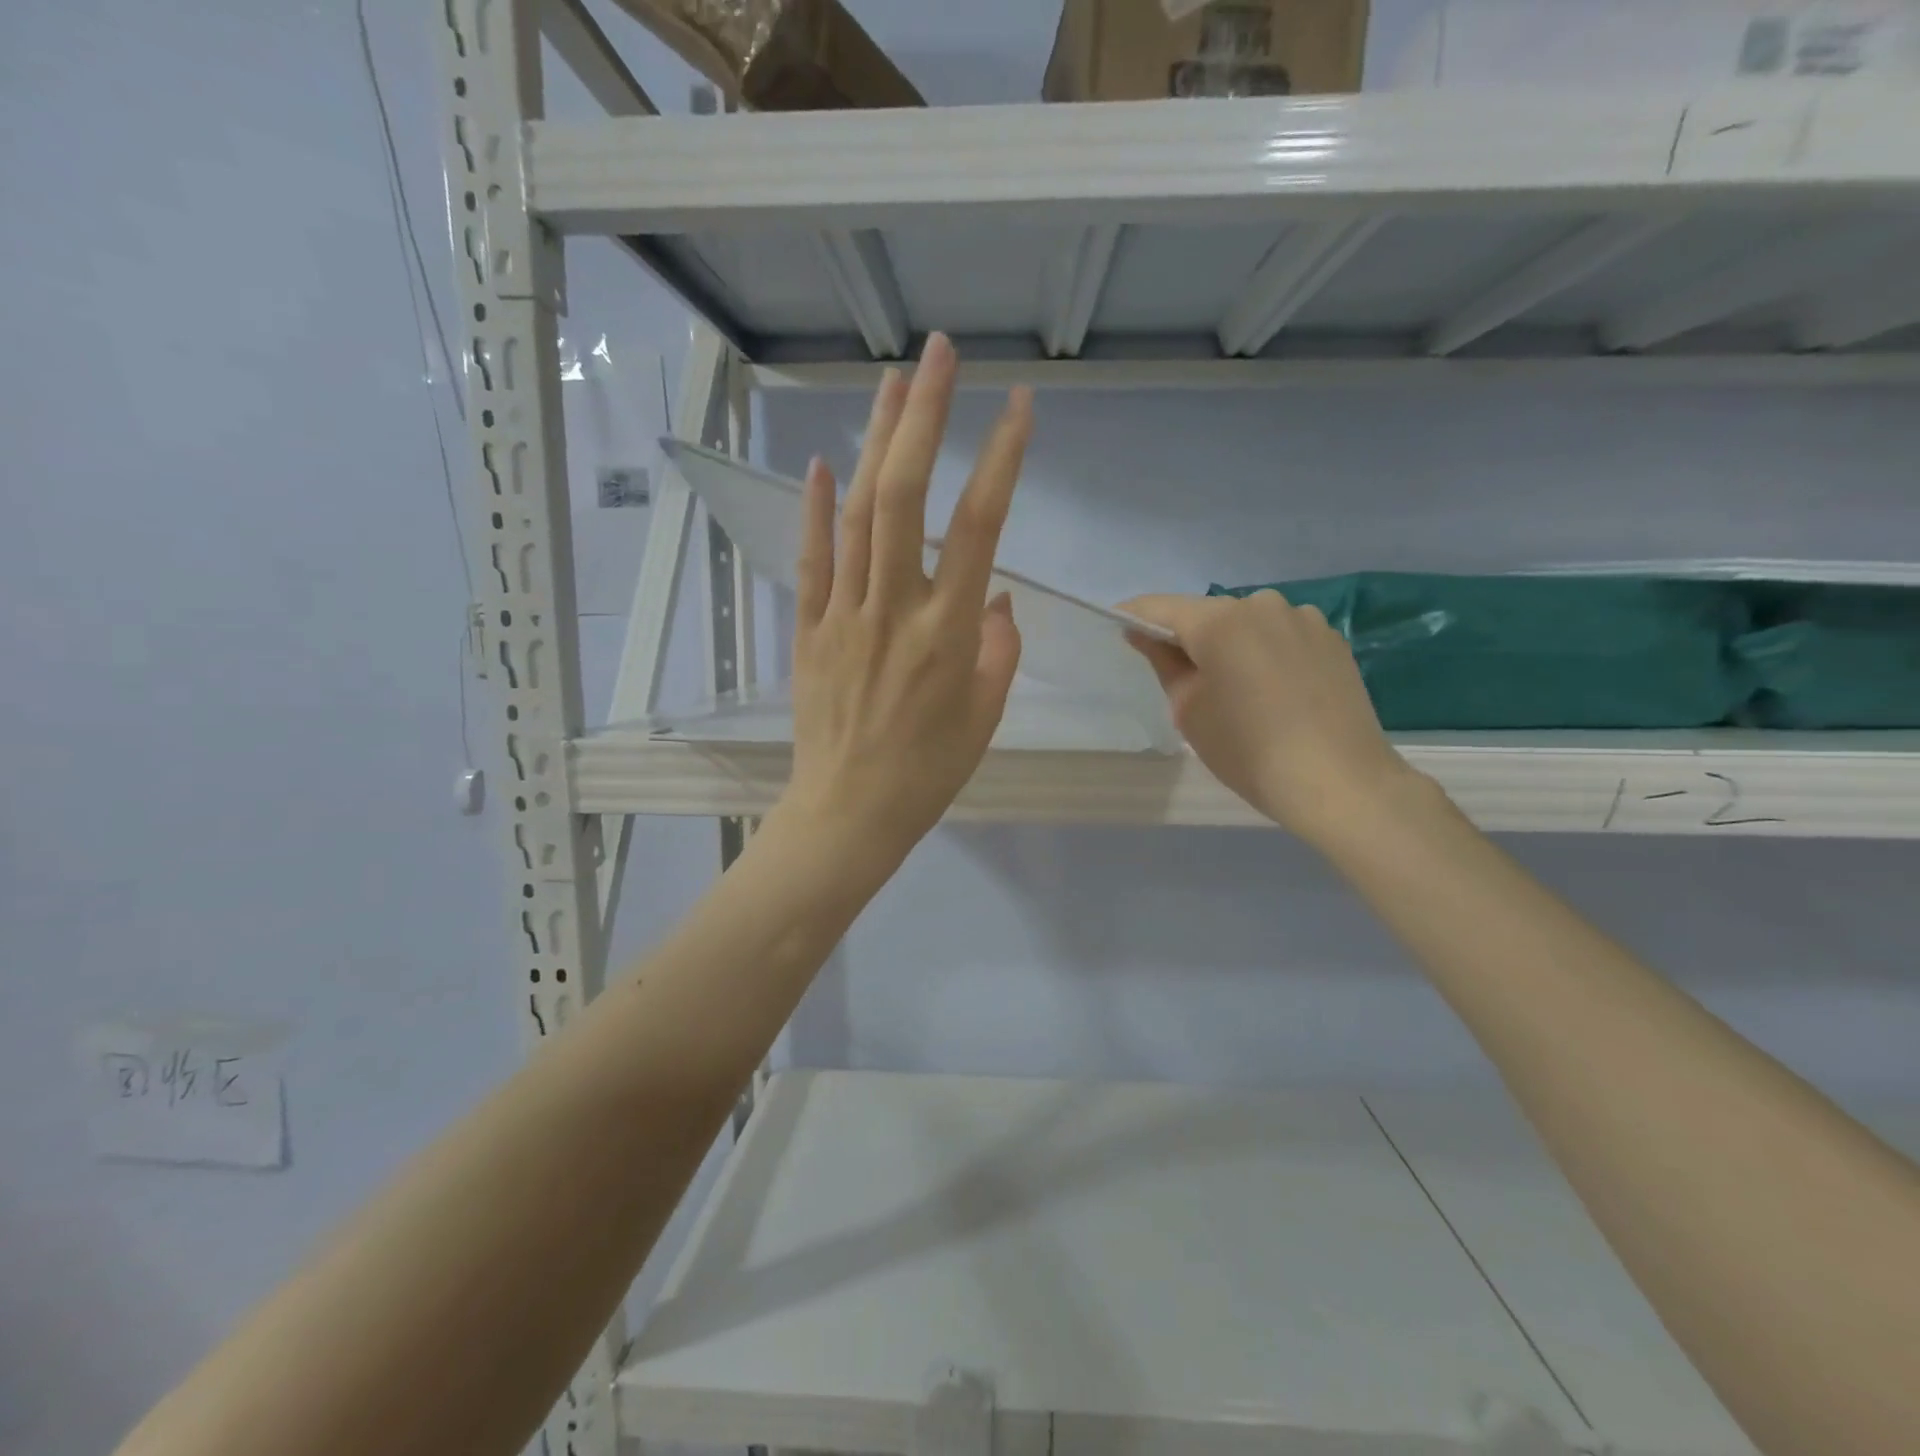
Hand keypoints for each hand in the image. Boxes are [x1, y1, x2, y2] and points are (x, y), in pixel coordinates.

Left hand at [782, 334, 1028, 865]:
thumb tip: (996, 597)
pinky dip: (814, 510)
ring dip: (873, 443)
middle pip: (903, 496)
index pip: (979, 527)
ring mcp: (844, 615)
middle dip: (923, 416)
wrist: (850, 813)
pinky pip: (811, 562)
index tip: (1018, 406)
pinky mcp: (809, 630)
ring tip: (890, 383)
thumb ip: (998, 648)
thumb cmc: (929, 772)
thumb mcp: (986, 715)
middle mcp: (895, 609)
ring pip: (855, 515)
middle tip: (938, 354)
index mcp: (949, 633)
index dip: (1000, 459)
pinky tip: (821, 462)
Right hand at [1122, 591, 1422, 849]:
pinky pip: (1280, 636)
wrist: (1338, 782)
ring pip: (1247, 623)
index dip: (1134, 617)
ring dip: (1230, 644)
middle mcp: (1261, 605)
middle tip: (1181, 677)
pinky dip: (1265, 653)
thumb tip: (1145, 635)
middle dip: (1187, 637)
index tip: (1121, 632)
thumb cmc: (1248, 750)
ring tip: (1235, 688)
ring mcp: (1303, 618)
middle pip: (1207, 613)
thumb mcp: (1189, 710)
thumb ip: (1164, 663)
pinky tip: (1273, 691)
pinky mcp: (1331, 638)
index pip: (1160, 607)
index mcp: (1219, 621)